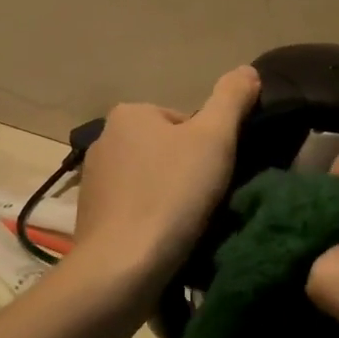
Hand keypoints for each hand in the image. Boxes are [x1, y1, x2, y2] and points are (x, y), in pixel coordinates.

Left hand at [70, 66, 260, 288]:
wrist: (122, 267)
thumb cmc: (171, 195)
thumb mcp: (214, 138)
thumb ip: (232, 98)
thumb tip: (247, 70)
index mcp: (129, 113)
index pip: (185, 122)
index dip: (210, 148)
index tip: (215, 177)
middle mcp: (104, 140)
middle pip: (167, 150)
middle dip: (188, 173)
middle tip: (206, 203)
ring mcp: (93, 181)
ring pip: (151, 181)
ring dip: (170, 199)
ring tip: (187, 226)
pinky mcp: (91, 218)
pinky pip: (134, 210)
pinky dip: (151, 221)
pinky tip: (164, 241)